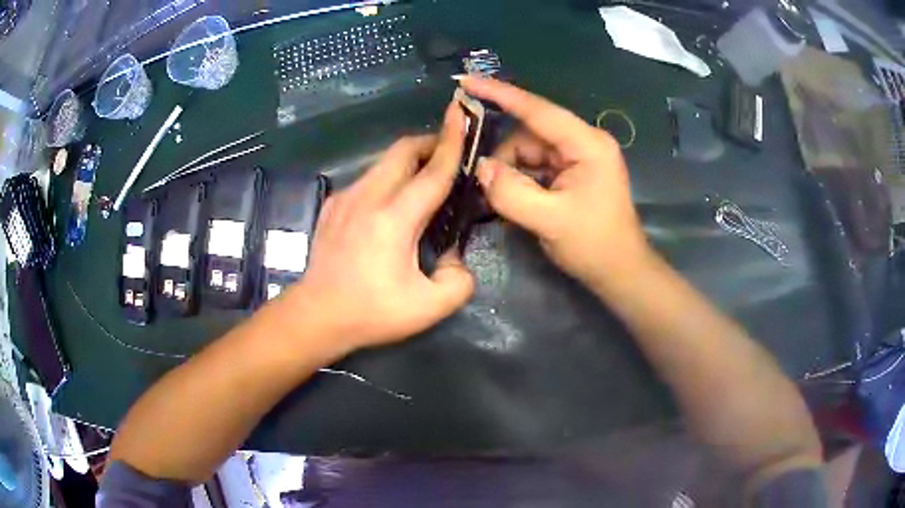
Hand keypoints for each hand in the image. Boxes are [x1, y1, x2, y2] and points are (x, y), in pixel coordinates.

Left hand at [289, 103, 474, 352]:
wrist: (316, 315)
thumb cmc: (371, 312)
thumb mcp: (429, 307)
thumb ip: (458, 280)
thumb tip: (455, 257)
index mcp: (394, 218)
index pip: (432, 170)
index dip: (453, 141)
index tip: (463, 113)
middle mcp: (367, 197)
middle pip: (402, 150)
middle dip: (430, 142)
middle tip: (449, 156)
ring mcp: (345, 198)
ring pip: (383, 162)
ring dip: (409, 162)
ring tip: (424, 182)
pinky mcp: (332, 205)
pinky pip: (367, 179)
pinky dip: (388, 179)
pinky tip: (391, 206)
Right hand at [460, 77, 649, 286]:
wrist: (620, 271)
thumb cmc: (594, 244)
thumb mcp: (550, 220)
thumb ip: (511, 192)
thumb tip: (481, 168)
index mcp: (586, 144)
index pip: (537, 110)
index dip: (500, 94)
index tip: (466, 81)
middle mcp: (582, 142)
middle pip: (529, 134)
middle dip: (504, 156)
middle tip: (483, 184)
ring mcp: (577, 157)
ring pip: (528, 151)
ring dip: (510, 172)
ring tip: (500, 199)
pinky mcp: (571, 172)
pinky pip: (535, 166)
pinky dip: (520, 179)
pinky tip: (512, 198)